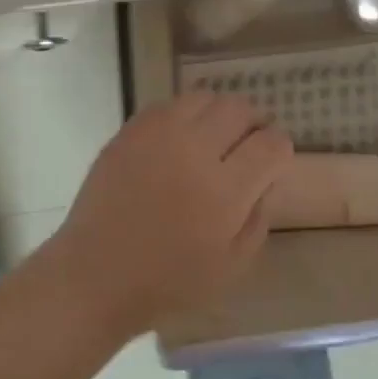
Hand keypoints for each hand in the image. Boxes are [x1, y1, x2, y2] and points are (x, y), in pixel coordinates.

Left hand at [49, 93, 290, 337]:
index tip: (274, 157)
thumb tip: (268, 177)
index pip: (270, 144)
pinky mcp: (131, 130)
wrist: (97, 272)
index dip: (280, 147)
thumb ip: (258, 217)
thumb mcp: (232, 266)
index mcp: (224, 191)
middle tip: (248, 142)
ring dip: (218, 113)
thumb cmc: (168, 281)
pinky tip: (180, 139)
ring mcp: (158, 134)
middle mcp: (194, 151)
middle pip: (239, 109)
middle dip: (253, 122)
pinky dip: (184, 115)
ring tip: (214, 136)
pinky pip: (169, 104)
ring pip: (204, 97)